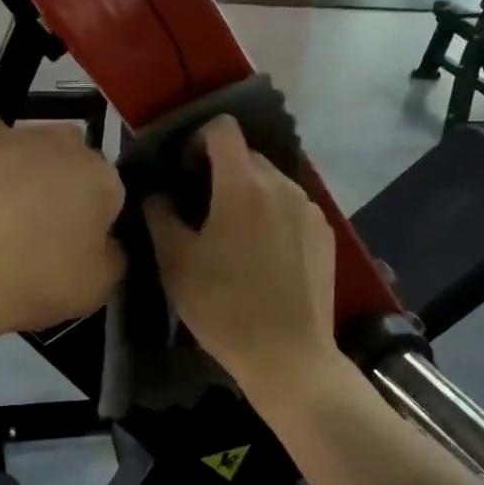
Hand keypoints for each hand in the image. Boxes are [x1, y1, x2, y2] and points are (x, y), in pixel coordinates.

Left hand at [0, 124, 124, 347]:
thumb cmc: (34, 280)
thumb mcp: (98, 287)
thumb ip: (117, 256)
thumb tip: (109, 241)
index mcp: (102, 177)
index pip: (114, 196)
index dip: (100, 224)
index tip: (80, 248)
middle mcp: (65, 145)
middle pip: (77, 166)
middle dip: (70, 190)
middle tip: (48, 232)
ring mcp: (16, 138)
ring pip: (38, 156)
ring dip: (34, 178)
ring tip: (10, 220)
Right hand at [143, 116, 334, 393]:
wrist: (288, 355)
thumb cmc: (223, 307)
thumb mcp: (175, 263)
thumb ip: (160, 216)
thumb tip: (158, 194)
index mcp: (243, 186)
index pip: (223, 129)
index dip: (197, 140)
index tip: (183, 172)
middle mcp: (282, 185)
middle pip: (247, 156)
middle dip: (221, 170)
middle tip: (201, 209)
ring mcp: (310, 209)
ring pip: (272, 182)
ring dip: (248, 194)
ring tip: (234, 235)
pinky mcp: (325, 233)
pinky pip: (292, 207)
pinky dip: (273, 215)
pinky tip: (264, 255)